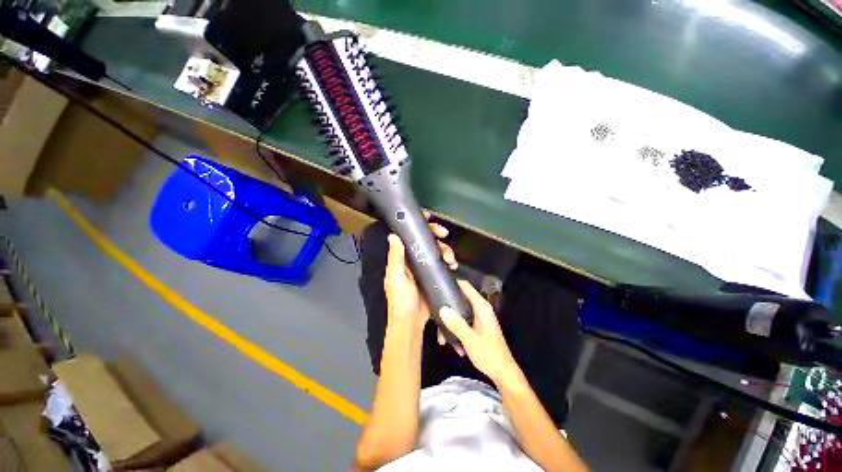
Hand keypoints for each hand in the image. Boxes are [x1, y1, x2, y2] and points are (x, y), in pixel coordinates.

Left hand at [385, 221, 456, 331]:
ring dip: (444, 249)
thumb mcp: (396, 278)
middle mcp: (413, 258)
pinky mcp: (433, 274)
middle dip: (435, 234)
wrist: (411, 321)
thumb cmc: (400, 299)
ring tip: (449, 257)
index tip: (427, 218)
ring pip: (436, 249)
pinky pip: (442, 262)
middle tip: (444, 234)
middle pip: (425, 239)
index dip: (417, 225)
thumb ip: (395, 258)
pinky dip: (448, 260)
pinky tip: (452, 265)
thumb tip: (393, 235)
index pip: (408, 236)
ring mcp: (424, 266)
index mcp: (402, 257)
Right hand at [438, 280, 518, 382]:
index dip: (452, 283)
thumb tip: (442, 309)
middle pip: (458, 300)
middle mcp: (479, 309)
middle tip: (434, 317)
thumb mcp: (471, 340)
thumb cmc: (490, 355)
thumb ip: (457, 324)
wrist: (503, 373)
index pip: (465, 286)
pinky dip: (455, 331)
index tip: (437, 285)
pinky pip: (461, 322)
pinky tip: (453, 346)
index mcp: (481, 307)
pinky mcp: (475, 326)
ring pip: (458, 313)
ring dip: (449, 325)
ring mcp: (477, 318)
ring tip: (443, 340)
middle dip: (446, 309)